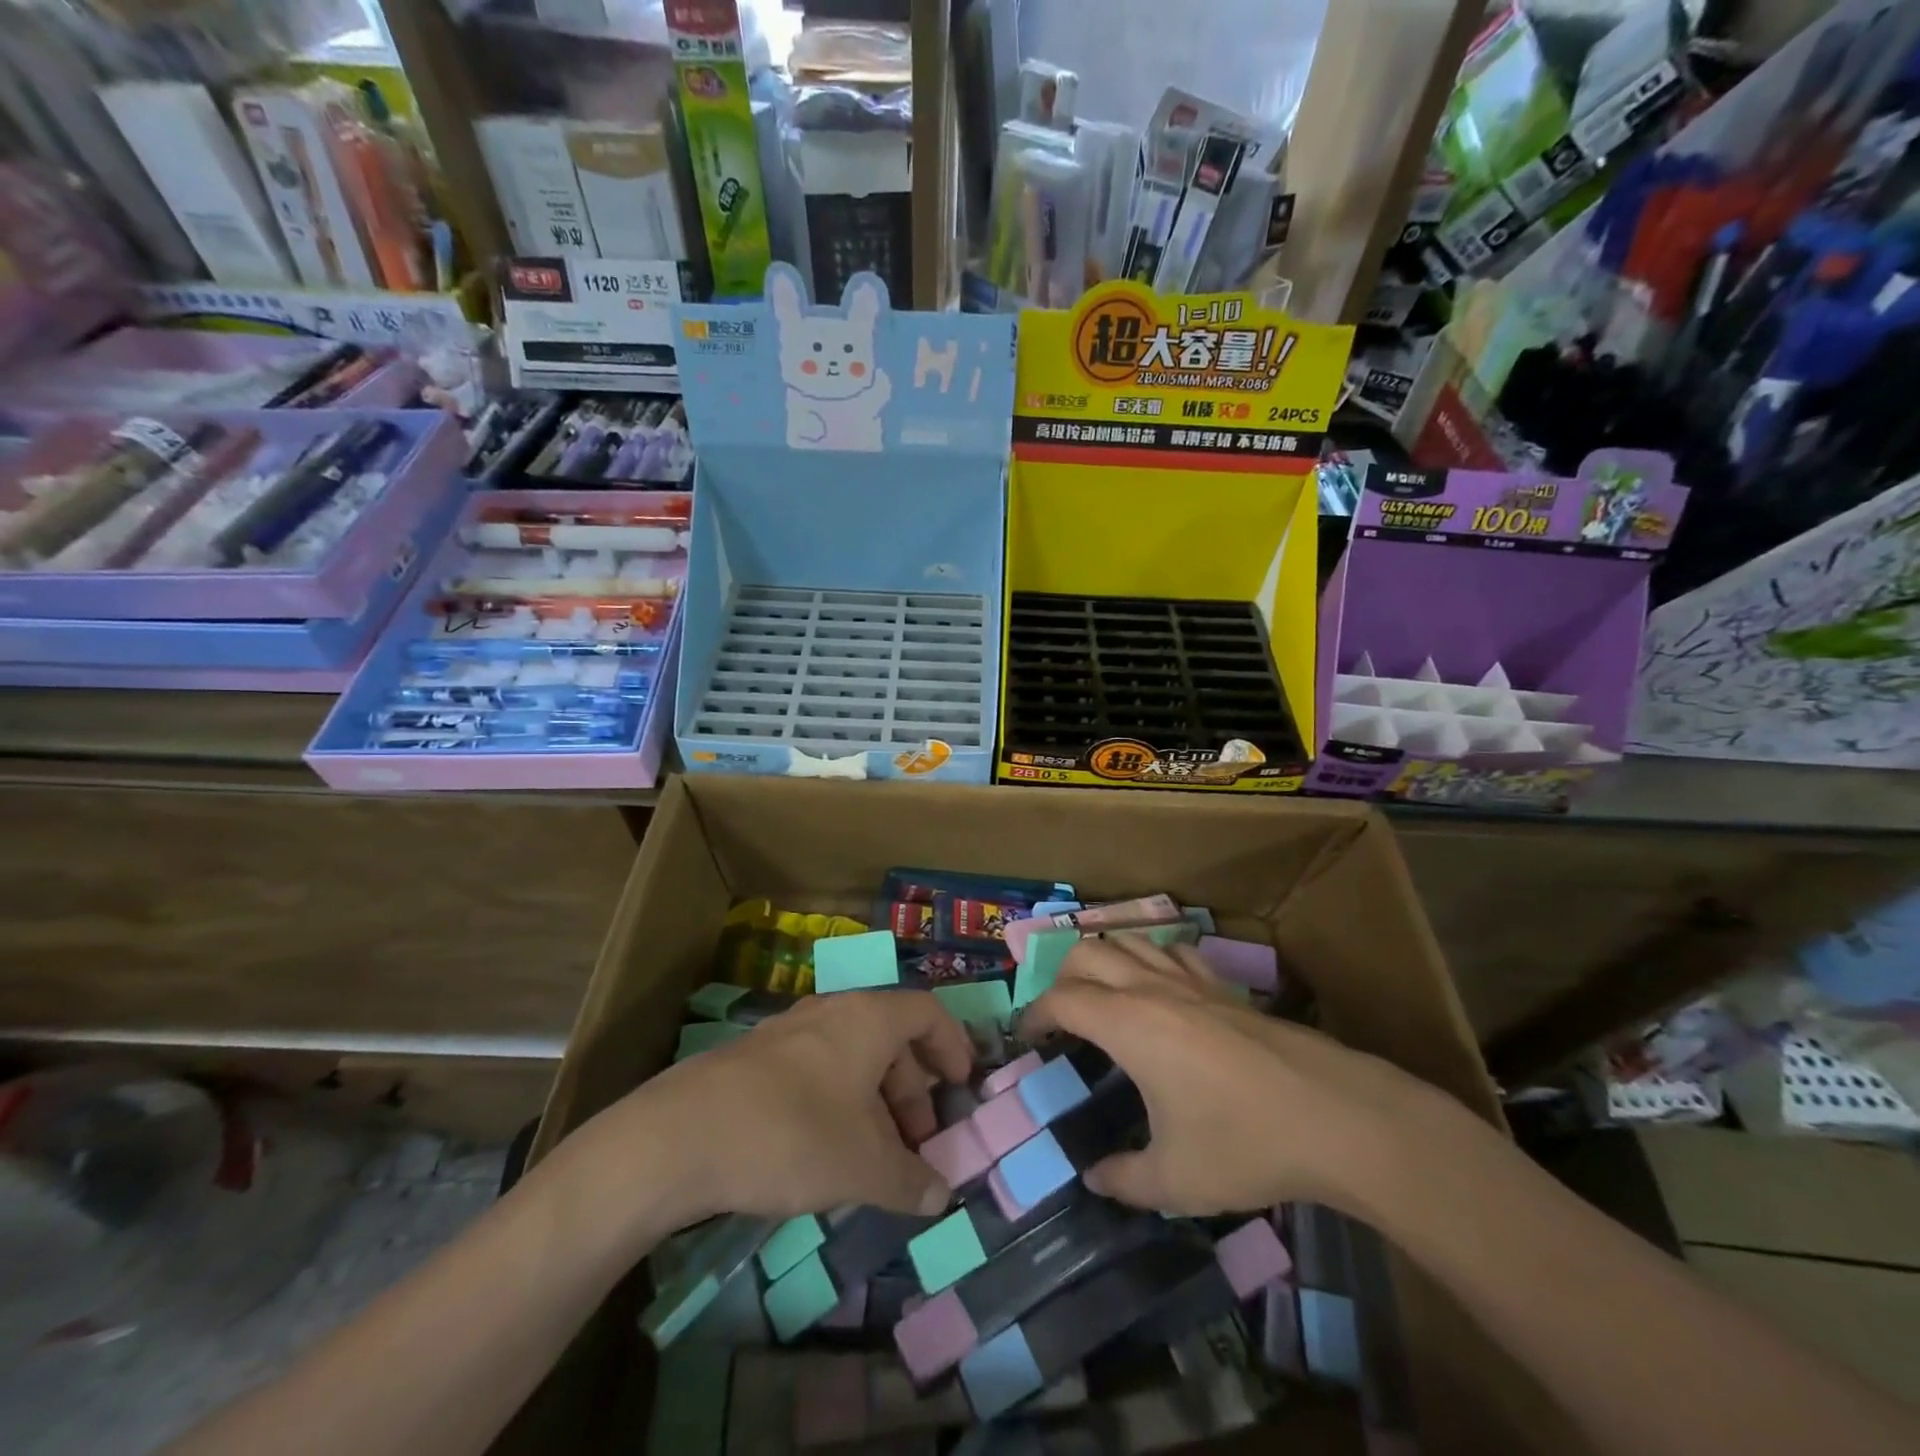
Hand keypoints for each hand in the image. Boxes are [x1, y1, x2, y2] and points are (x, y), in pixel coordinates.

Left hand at [596, 991, 972, 1227]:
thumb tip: (939, 1196)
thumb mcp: (862, 1167)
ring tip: (875, 1157)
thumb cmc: (791, 1135)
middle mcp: (832, 1012)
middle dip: (913, 1089)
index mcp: (868, 1019)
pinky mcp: (757, 1059)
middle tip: (918, 1142)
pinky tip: (827, 1152)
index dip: (952, 1044)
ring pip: (852, 1056)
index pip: (926, 1011)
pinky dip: (839, 1102)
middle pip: (890, 1037)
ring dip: (876, 1101)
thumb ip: (909, 1180)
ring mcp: (790, 1031)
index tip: (963, 1085)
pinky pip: (817, 1069)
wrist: (679, 1136)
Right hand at [1019, 936, 1460, 1217]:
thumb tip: (1093, 1178)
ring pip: (1130, 941)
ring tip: (1102, 995)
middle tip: (1061, 1017)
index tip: (1026, 1038)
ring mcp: (1191, 981)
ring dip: (1104, 959)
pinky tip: (1161, 988)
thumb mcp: (1174, 1180)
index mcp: (1127, 1024)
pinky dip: (1152, 958)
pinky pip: (1174, 951)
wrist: (1335, 1116)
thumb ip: (1123, 1179)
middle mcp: (1151, 988)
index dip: (1034, 1014)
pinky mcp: (1225, 986)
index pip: (1061, 999)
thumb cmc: (1244, 1144)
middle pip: (1087, 953)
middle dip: (1061, 978)